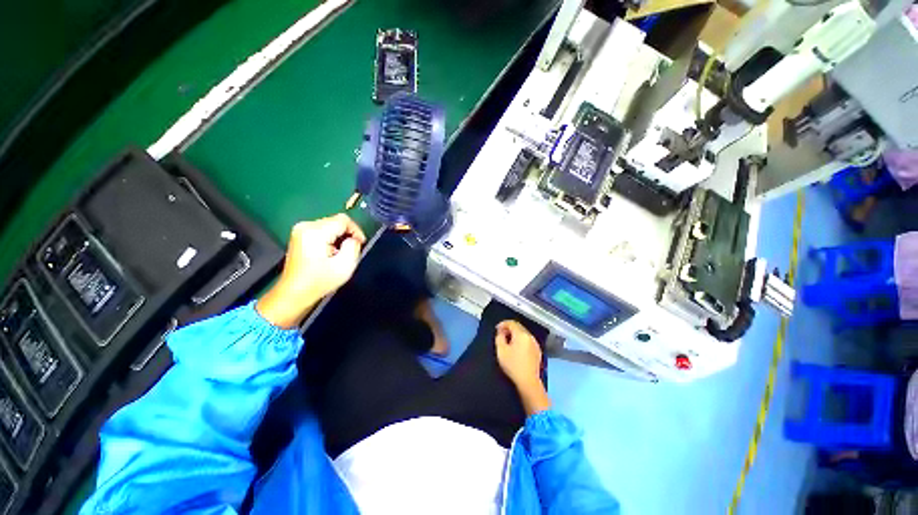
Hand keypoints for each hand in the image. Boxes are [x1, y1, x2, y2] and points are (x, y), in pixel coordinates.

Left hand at [257, 214, 365, 328]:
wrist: (294, 293)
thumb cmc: (320, 281)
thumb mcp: (345, 265)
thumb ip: (354, 246)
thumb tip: (354, 239)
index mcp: (315, 232)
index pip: (343, 220)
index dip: (356, 230)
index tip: (360, 244)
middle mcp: (305, 226)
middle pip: (335, 221)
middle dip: (347, 234)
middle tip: (352, 250)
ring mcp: (300, 230)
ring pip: (330, 225)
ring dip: (339, 237)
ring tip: (341, 253)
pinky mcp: (299, 236)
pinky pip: (322, 230)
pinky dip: (330, 239)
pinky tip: (331, 252)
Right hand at [495, 320, 550, 414]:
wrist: (528, 382)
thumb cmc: (513, 365)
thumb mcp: (501, 351)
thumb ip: (499, 338)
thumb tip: (501, 333)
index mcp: (521, 334)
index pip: (512, 323)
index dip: (503, 324)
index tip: (497, 330)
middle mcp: (530, 336)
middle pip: (519, 327)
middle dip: (509, 329)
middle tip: (501, 335)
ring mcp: (535, 344)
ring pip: (524, 334)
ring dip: (515, 335)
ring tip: (508, 342)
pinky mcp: (538, 351)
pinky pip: (528, 341)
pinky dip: (521, 341)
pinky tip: (517, 349)